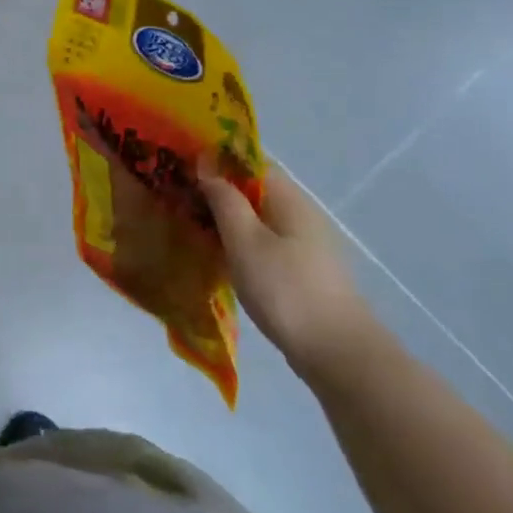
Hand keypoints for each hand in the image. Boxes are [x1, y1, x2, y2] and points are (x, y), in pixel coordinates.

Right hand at [200, 162, 378, 381]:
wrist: (335, 351)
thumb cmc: (284, 288)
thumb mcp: (245, 240)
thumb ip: (225, 200)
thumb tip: (208, 164)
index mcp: (289, 198)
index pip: (250, 163)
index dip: (217, 161)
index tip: (183, 167)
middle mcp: (301, 214)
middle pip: (254, 191)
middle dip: (218, 192)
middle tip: (177, 199)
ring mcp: (305, 244)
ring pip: (258, 220)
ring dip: (227, 221)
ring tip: (190, 226)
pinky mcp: (302, 271)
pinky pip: (265, 244)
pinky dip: (240, 244)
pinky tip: (219, 258)